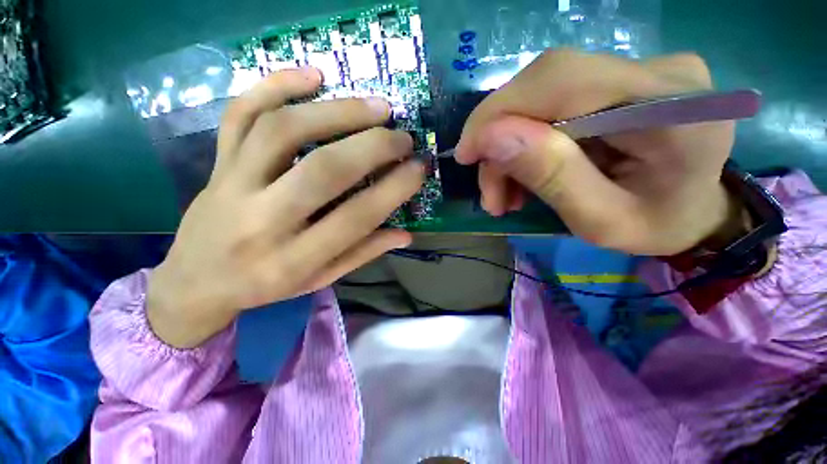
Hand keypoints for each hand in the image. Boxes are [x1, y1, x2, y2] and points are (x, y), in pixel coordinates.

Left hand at [148, 68, 423, 347]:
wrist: (196, 282)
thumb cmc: (266, 286)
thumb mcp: (319, 279)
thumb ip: (362, 253)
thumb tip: (405, 234)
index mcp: (294, 260)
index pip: (357, 217)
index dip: (395, 189)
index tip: (419, 168)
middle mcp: (263, 220)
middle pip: (324, 170)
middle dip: (374, 147)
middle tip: (403, 137)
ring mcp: (233, 185)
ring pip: (283, 131)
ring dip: (337, 111)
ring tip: (376, 107)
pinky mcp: (216, 163)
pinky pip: (240, 113)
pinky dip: (275, 85)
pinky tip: (312, 75)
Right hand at [456, 49, 741, 255]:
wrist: (696, 210)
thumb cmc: (657, 226)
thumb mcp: (601, 221)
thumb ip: (552, 177)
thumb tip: (491, 138)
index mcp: (672, 108)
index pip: (560, 79)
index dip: (498, 112)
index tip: (466, 155)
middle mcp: (658, 71)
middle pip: (544, 85)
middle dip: (499, 140)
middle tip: (491, 192)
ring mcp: (640, 68)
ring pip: (541, 97)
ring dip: (509, 147)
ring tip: (505, 195)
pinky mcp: (622, 79)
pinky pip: (554, 103)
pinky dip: (526, 142)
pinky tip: (523, 174)